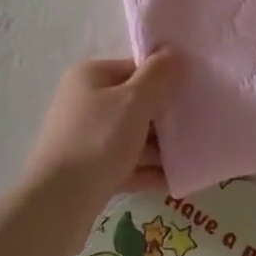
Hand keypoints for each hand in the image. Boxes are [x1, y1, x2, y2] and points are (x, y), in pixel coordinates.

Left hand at [24, 51, 180, 220]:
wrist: (58, 203)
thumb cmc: (98, 140)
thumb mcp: (134, 101)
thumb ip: (158, 75)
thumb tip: (174, 52)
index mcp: (90, 77)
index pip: (134, 69)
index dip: (164, 79)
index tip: (193, 93)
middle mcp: (84, 103)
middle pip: (134, 103)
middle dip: (164, 117)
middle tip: (196, 126)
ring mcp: (85, 138)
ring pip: (131, 136)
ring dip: (159, 146)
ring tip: (192, 154)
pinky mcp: (89, 172)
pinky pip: (125, 164)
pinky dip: (147, 170)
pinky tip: (175, 179)